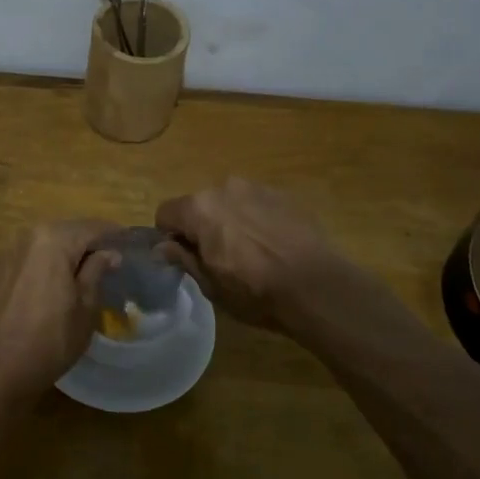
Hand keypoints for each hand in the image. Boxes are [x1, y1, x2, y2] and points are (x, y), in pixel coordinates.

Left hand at [0, 221, 118, 401]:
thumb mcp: (86, 306)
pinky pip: (32, 257)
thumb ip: (97, 271)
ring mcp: (9, 251)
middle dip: (90, 244)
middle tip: (112, 262)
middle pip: (68, 232)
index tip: (131, 246)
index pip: (92, 227)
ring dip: (68, 254)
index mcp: (53, 239)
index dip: (115, 235)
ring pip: (48, 243)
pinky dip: (48, 264)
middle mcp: (28, 235)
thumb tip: (110, 253)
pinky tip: (59, 283)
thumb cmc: (51, 339)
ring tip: (88, 273)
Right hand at [154, 178, 345, 330]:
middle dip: (201, 227)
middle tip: (219, 259)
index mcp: (199, 208)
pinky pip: (257, 204)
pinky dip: (257, 220)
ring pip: (229, 202)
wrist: (317, 287)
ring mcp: (258, 188)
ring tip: (250, 252)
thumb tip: (162, 246)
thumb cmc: (255, 291)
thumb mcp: (211, 285)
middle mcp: (225, 187)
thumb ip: (183, 258)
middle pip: (198, 205)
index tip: (186, 258)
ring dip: (230, 221)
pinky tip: (273, 245)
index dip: (170, 237)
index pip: (165, 213)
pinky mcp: (285, 195)